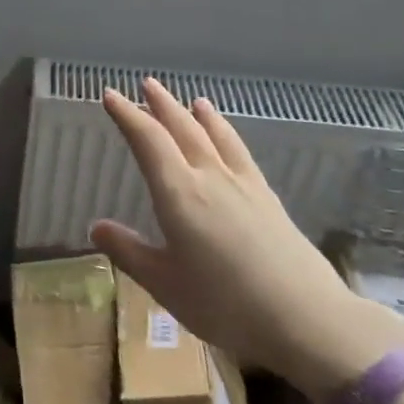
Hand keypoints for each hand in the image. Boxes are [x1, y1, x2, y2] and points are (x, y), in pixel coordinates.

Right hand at [88, 78, 403, 400]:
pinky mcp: (268, 199)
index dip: (127, 115)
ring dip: (197, 114)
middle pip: (182, 129)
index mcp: (179, 193)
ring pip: (215, 136)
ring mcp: (243, 185)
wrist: (307, 319)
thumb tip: (96, 227)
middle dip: (161, 105)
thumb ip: (129, 252)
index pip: (148, 141)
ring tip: (190, 100)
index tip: (110, 95)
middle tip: (146, 84)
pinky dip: (227, 134)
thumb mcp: (164, 283)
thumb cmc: (225, 303)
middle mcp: (210, 177)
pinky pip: (240, 152)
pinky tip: (228, 137)